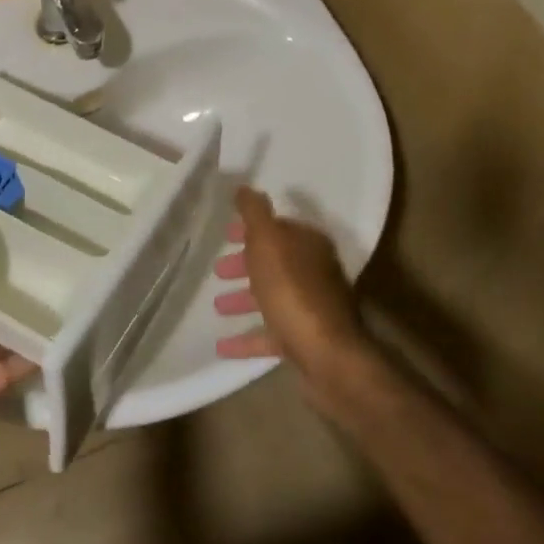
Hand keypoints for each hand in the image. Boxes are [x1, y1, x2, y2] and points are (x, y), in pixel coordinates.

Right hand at [213, 187, 368, 382]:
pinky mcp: (305, 342)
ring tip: (217, 306)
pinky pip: (270, 336)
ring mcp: (311, 309)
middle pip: (275, 263)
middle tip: (218, 269)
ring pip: (272, 298)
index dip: (251, 229)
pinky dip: (247, 337)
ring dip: (244, 299)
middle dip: (245, 264)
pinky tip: (221, 345)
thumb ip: (254, 213)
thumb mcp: (268, 242)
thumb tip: (245, 187)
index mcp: (309, 246)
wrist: (326, 356)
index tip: (225, 234)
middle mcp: (315, 273)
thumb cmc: (292, 291)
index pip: (279, 228)